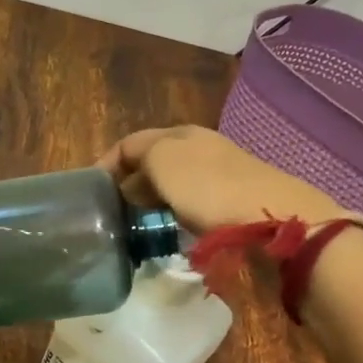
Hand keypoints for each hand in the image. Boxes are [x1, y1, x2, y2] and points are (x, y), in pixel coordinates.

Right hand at [98, 126, 344, 234]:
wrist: (271, 216)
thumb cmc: (209, 187)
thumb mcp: (163, 162)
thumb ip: (139, 161)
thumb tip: (130, 182)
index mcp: (179, 133)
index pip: (130, 143)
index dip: (107, 165)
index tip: (91, 194)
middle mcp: (199, 146)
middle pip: (153, 161)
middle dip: (130, 183)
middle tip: (112, 212)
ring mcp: (220, 172)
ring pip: (173, 182)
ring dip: (152, 199)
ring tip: (137, 224)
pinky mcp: (235, 198)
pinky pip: (192, 201)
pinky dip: (174, 211)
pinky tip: (173, 228)